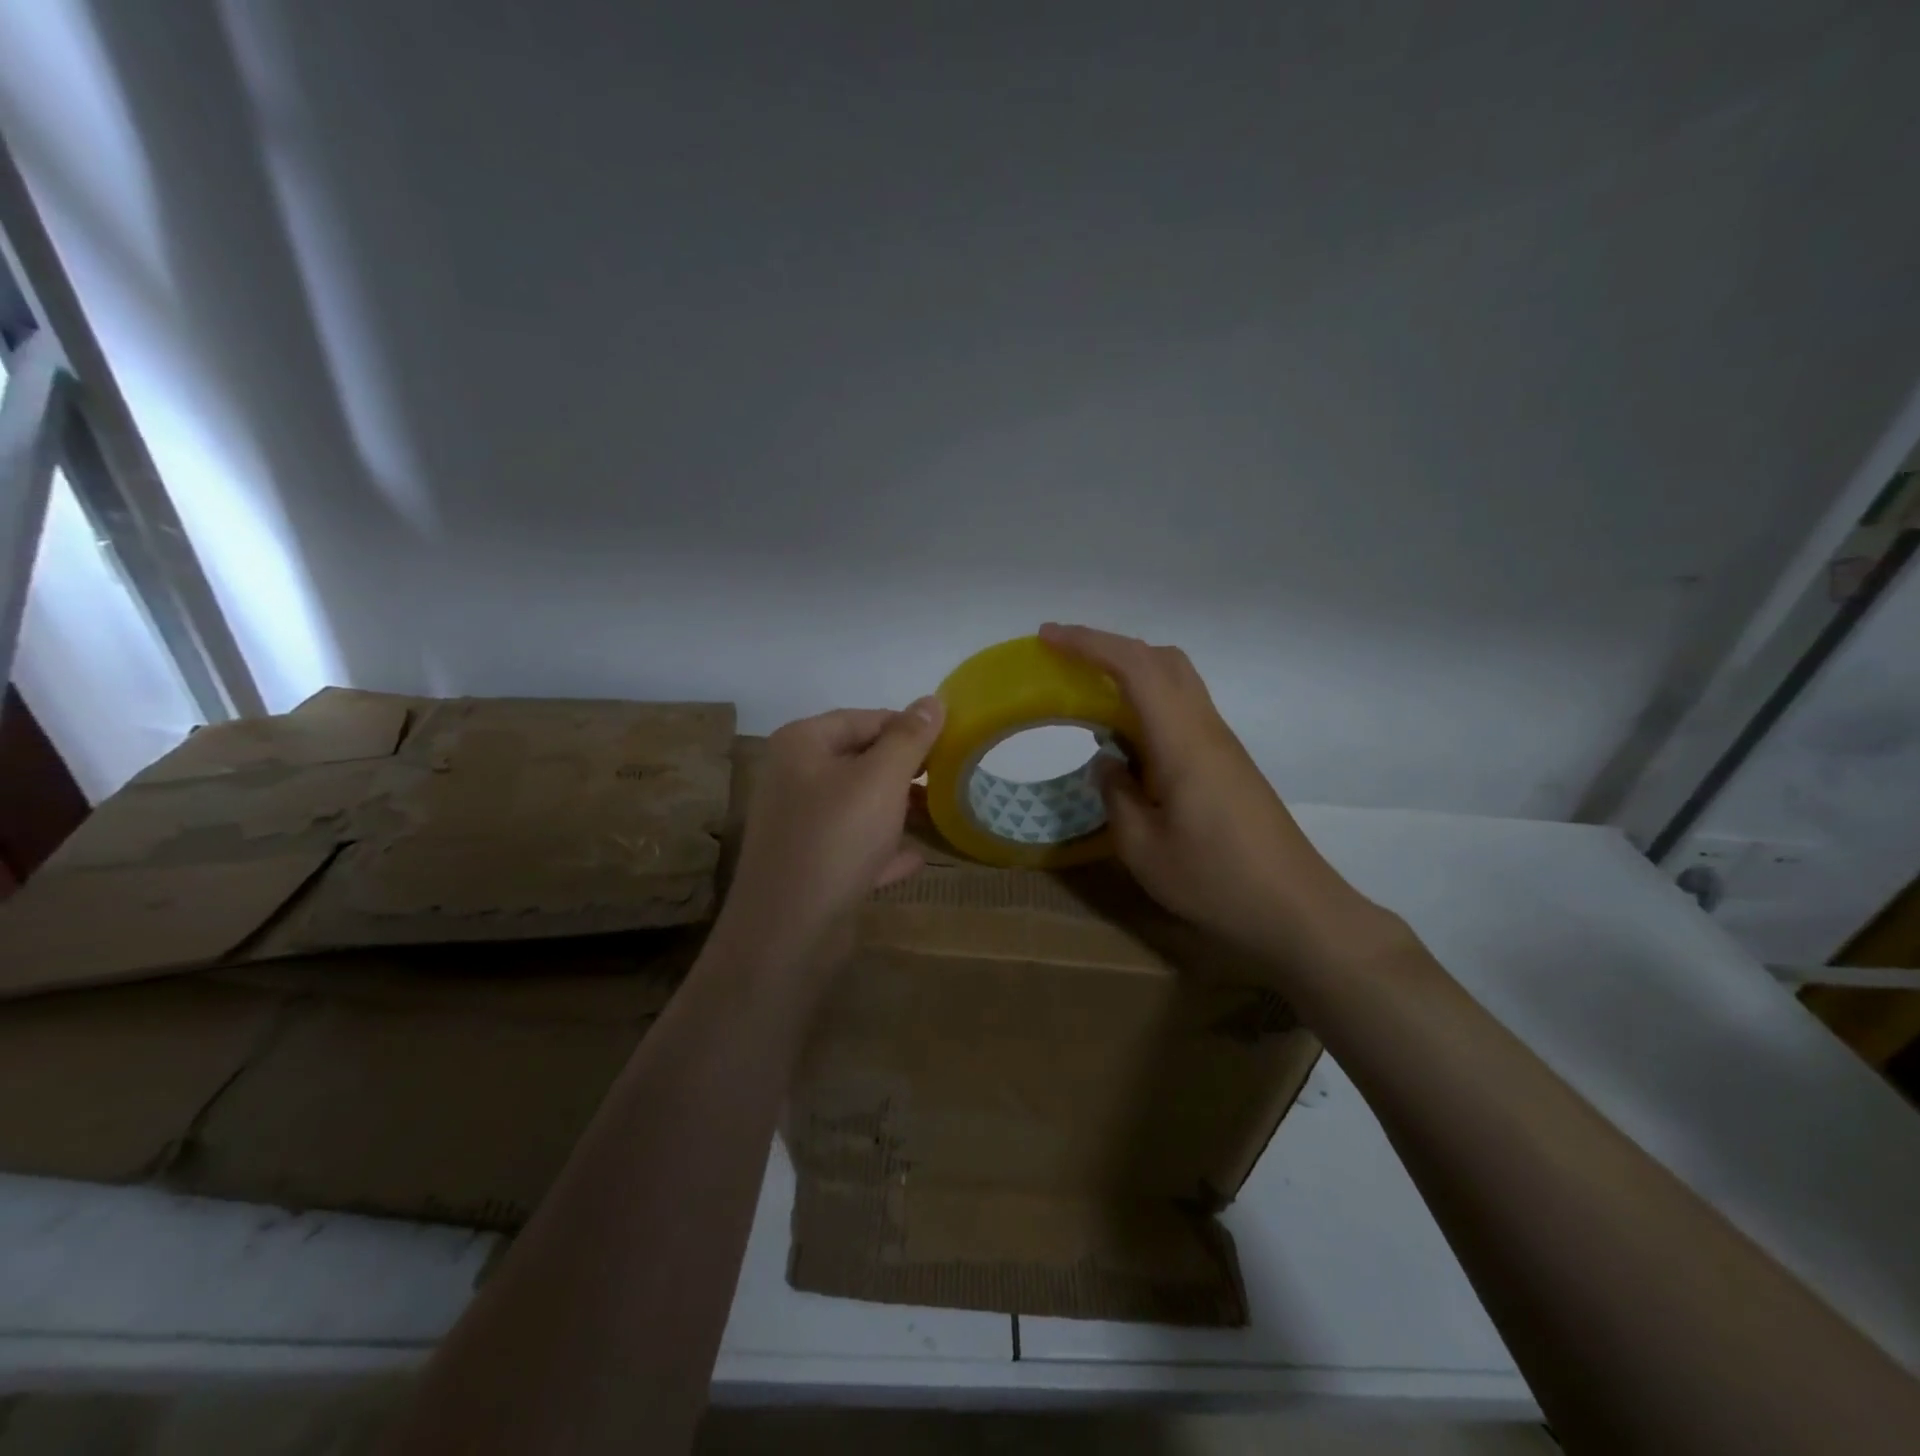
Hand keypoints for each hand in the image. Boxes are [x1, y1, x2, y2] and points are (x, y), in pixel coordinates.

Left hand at [719, 698, 945, 971]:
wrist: (789, 932)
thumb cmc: (837, 838)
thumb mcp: (881, 779)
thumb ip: (910, 737)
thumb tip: (933, 700)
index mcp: (803, 743)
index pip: (866, 718)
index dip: (910, 729)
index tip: (950, 746)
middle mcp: (794, 776)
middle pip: (861, 761)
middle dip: (906, 773)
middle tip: (949, 782)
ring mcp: (799, 823)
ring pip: (859, 805)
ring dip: (897, 811)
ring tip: (939, 816)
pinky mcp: (808, 863)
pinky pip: (853, 844)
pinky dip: (881, 848)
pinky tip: (913, 858)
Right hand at [1041, 623, 1389, 960]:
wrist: (1294, 908)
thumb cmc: (1215, 880)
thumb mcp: (1142, 847)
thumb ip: (1115, 794)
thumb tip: (1108, 762)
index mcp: (1182, 740)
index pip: (1134, 667)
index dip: (1088, 643)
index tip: (1046, 637)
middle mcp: (1205, 728)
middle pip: (1162, 659)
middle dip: (1110, 648)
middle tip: (1066, 662)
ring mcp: (1222, 744)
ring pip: (1177, 681)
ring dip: (1132, 674)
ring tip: (1089, 698)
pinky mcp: (1228, 763)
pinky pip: (1183, 711)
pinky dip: (1147, 705)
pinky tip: (1127, 742)